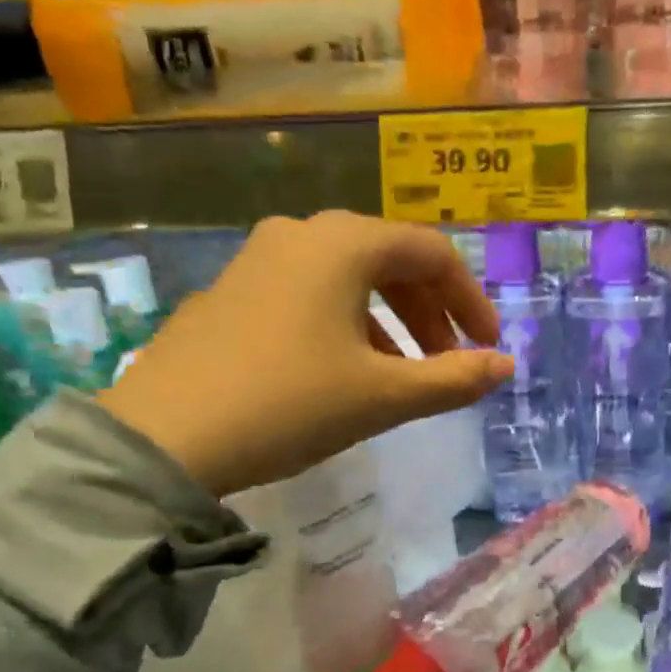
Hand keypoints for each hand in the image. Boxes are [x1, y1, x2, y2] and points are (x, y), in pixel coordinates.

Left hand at [99, 212, 512, 495]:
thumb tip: (506, 367)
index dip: (470, 299)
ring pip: (347, 277)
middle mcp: (301, 234)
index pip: (433, 253)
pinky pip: (308, 292)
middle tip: (449, 360)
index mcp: (344, 244)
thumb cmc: (289, 403)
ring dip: (389, 319)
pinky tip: (343, 368)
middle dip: (430, 311)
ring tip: (401, 372)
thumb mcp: (382, 396)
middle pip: (390, 259)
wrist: (164, 438)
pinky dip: (344, 321)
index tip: (488, 346)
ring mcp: (258, 258)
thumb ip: (454, 379)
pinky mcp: (230, 289)